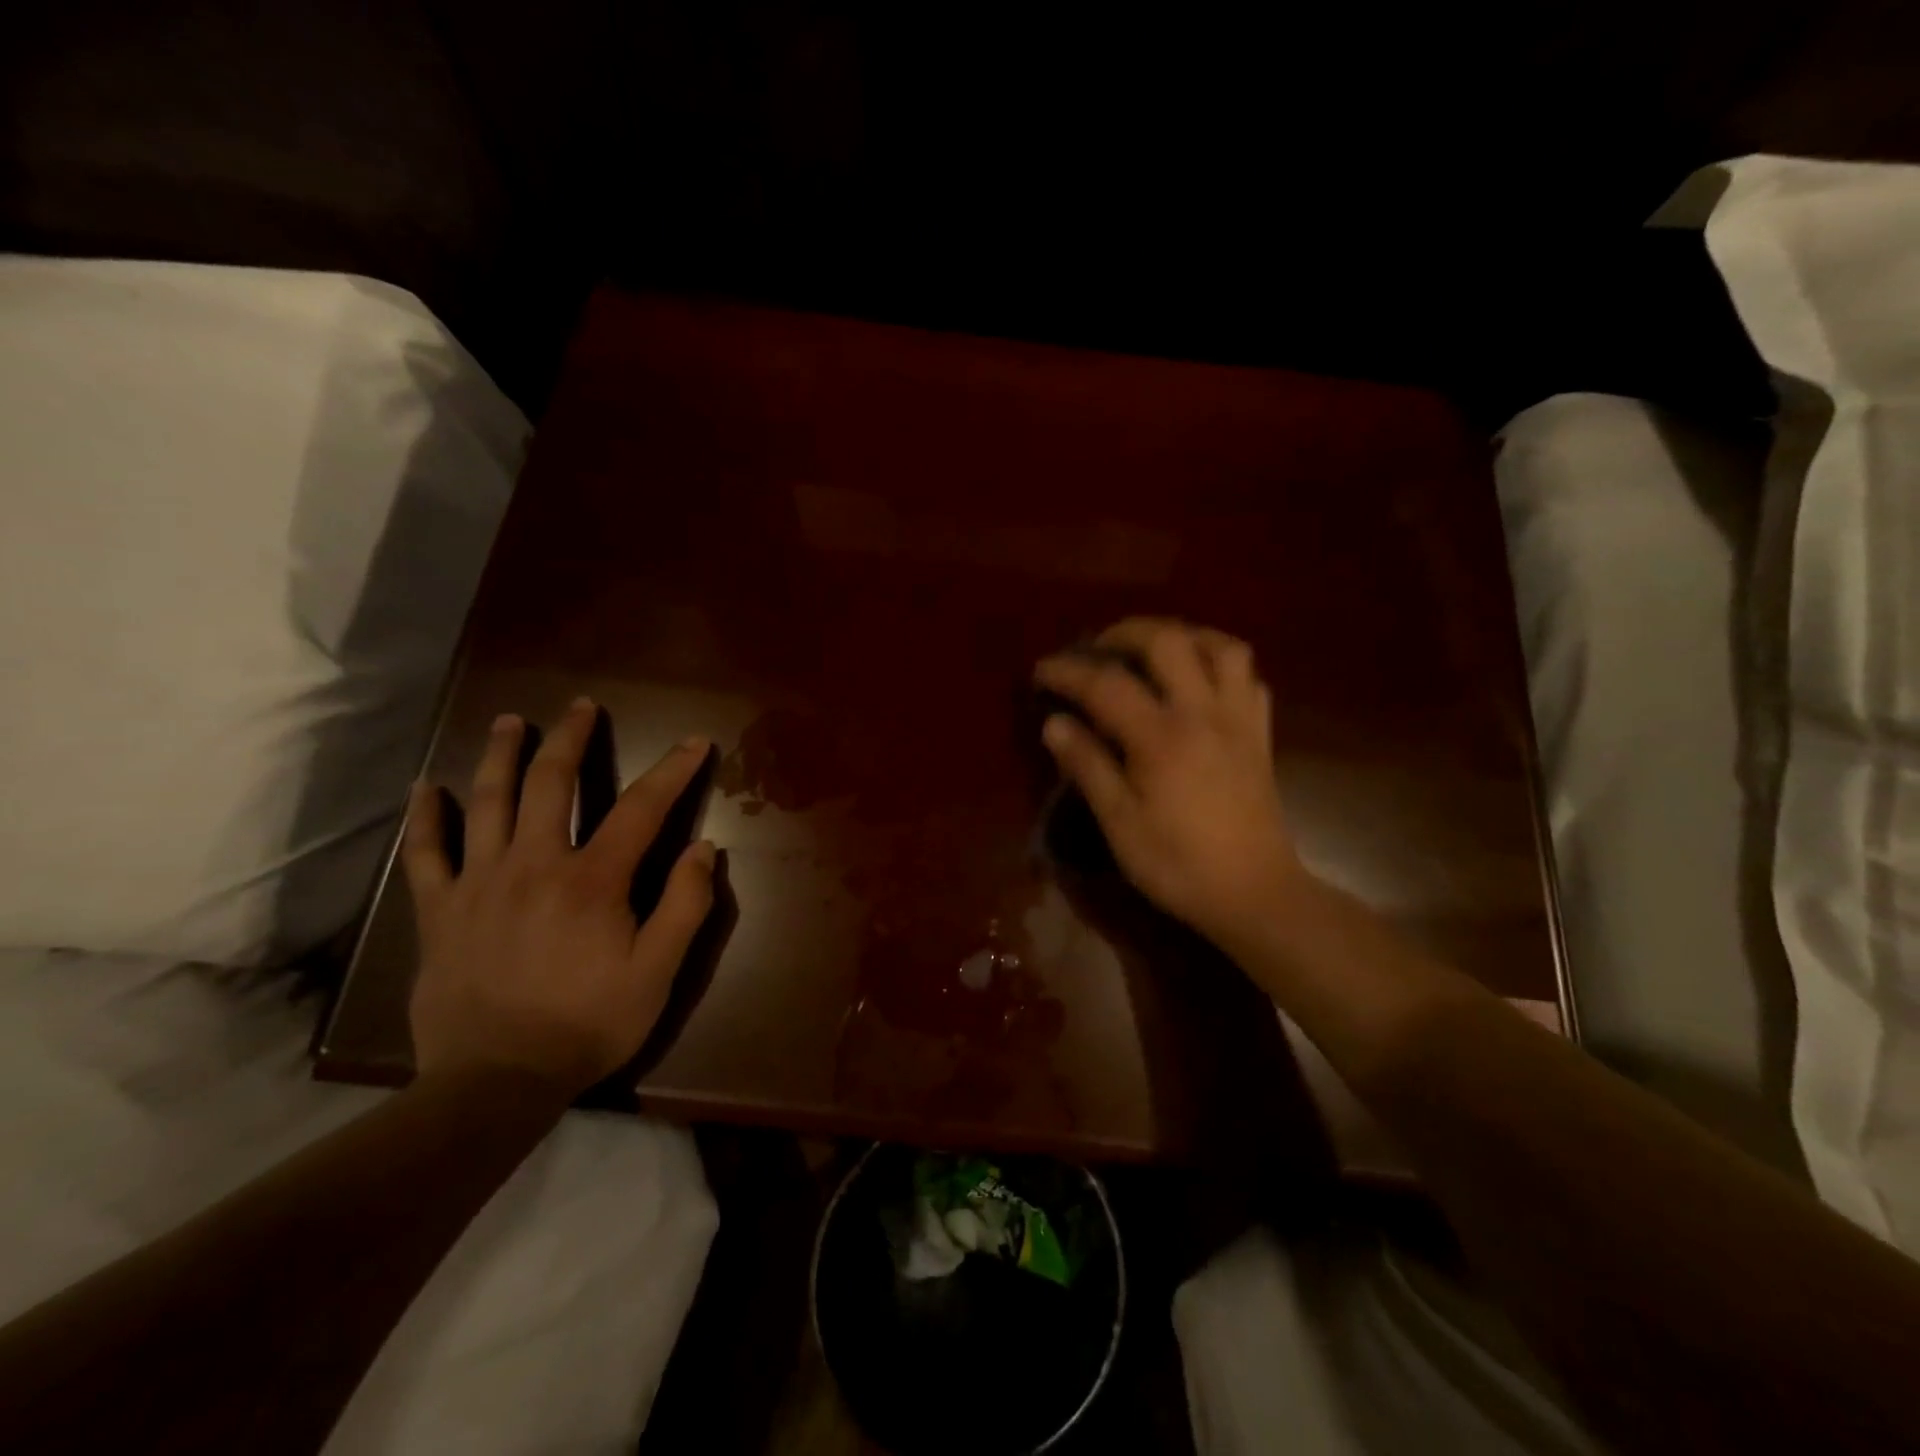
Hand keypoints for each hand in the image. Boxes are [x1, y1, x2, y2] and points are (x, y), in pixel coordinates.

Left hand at [401, 698, 714, 1095]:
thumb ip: (686, 906)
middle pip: (553, 783)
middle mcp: (534, 864)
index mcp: (593, 880)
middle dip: (571, 738)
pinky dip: (425, 818)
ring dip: (501, 755)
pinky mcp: (440, 910)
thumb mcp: (658, 972)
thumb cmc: (588, 1024)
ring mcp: (480, 883)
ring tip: (510, 721)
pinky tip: (425, 789)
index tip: (694, 743)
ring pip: (487, 802)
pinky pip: (426, 854)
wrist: (496, 1083)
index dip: (672, 771)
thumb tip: (705, 849)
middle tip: (581, 706)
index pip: (641, 808)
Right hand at [1034, 619, 1301, 943]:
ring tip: (1153, 651)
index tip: (1042, 670)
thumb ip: (1087, 766)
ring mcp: (1238, 720)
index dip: (1068, 671)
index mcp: (1161, 738)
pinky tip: (1200, 682)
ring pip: (1221, 647)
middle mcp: (1203, 713)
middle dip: (1125, 632)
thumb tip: (1054, 724)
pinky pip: (1247, 678)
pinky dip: (1220, 665)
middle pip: (1167, 641)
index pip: (1106, 684)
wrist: (1254, 893)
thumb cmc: (1178, 864)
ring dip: (1183, 636)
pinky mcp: (1259, 734)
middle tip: (1098, 648)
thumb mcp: (1120, 823)